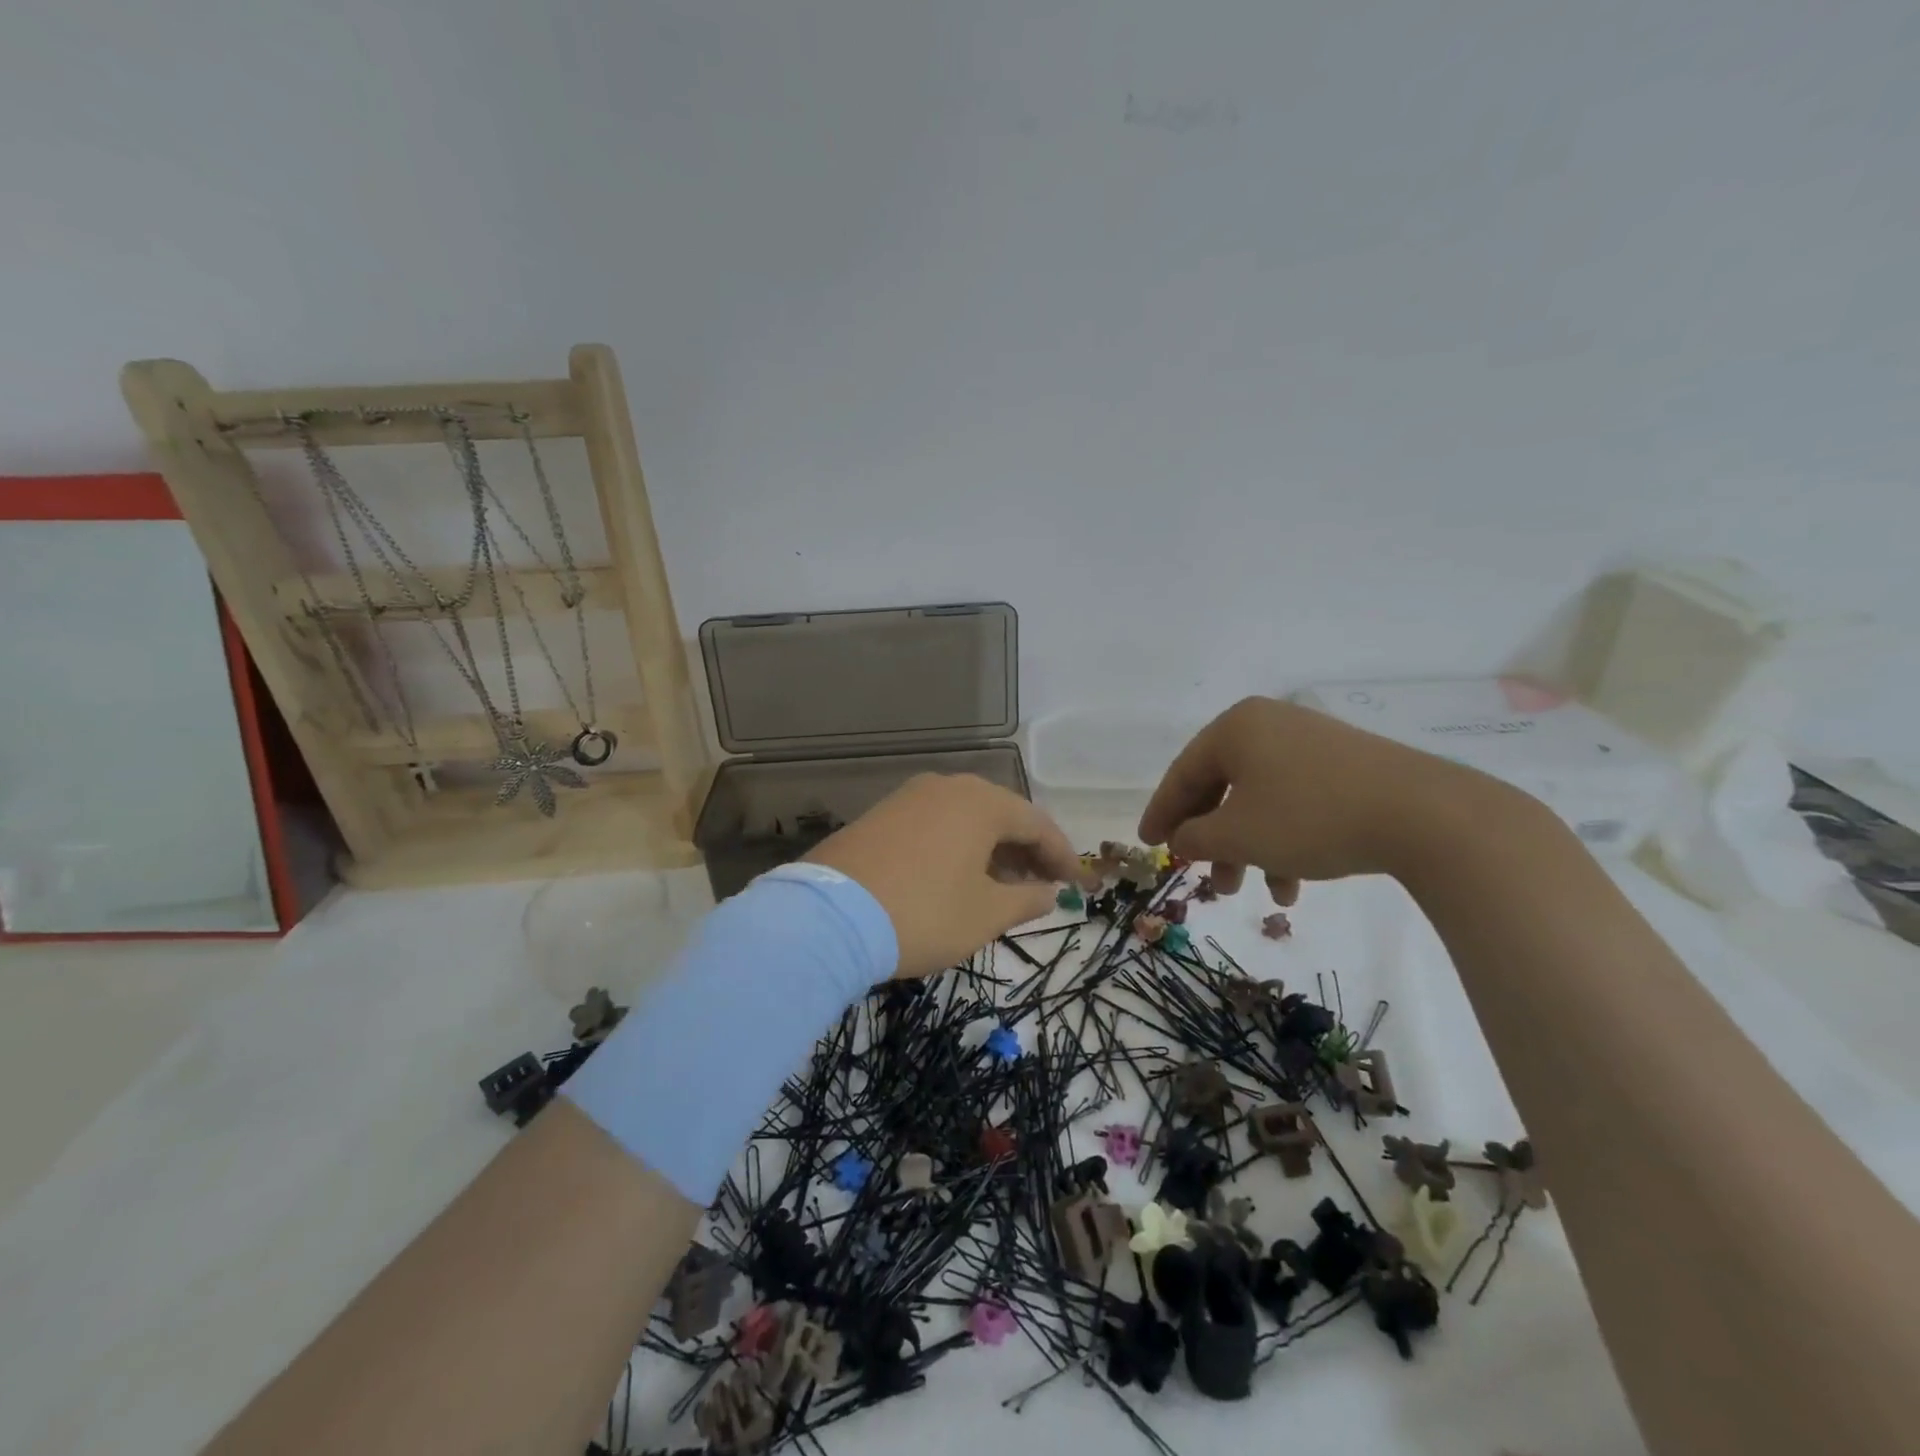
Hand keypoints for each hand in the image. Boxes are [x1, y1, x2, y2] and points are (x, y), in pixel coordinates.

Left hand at [806, 773, 1082, 978]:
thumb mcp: (985, 914)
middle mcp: (947, 787)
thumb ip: (1026, 900)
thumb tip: (1049, 892)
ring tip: (1002, 886)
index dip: (1061, 855)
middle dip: (1026, 851)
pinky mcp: (881, 815)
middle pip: (1001, 815)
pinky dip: (957, 847)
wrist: (828, 917)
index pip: (1037, 823)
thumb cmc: (923, 913)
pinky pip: (935, 825)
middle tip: (1042, 886)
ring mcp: (909, 797)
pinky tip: (957, 877)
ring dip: (991, 850)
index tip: (1075, 884)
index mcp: (981, 802)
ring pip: (966, 819)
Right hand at [1139, 697, 1482, 899]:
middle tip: (1201, 877)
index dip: (1162, 814)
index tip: (1148, 845)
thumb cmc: (1310, 817)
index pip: (1183, 773)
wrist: (1425, 816)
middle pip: (1222, 787)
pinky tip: (1294, 885)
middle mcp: (1270, 725)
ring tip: (1249, 892)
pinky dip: (1284, 840)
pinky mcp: (1346, 767)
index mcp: (1236, 728)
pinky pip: (1296, 802)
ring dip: (1248, 848)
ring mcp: (1311, 744)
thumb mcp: (1238, 835)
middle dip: (1211, 840)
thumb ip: (1195, 838)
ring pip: (1260, 800)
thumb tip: (1180, 840)